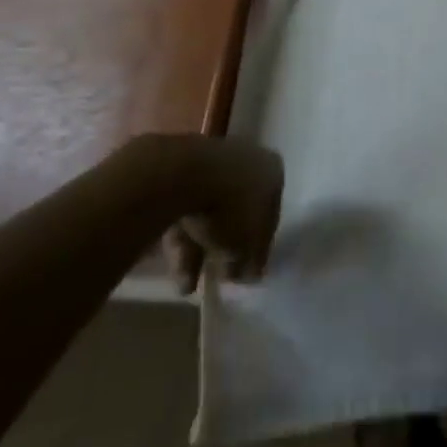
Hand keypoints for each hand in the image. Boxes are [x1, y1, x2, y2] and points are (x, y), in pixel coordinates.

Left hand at [124, 135, 283, 294]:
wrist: (180, 174)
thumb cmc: (228, 206)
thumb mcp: (245, 244)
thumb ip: (249, 261)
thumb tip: (247, 274)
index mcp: (272, 171)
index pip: (270, 214)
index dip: (258, 247)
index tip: (247, 271)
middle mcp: (247, 160)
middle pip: (238, 210)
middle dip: (226, 246)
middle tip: (218, 275)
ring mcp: (211, 162)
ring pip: (208, 211)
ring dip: (199, 249)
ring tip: (187, 286)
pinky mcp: (179, 169)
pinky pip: (185, 208)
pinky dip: (181, 237)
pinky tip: (173, 270)